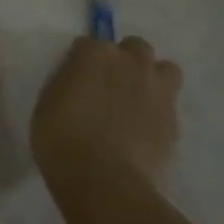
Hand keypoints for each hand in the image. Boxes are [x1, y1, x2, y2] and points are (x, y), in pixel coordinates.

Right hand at [31, 36, 181, 191]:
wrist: (103, 180)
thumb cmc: (60, 139)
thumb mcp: (48, 103)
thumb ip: (69, 83)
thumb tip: (79, 83)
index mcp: (93, 54)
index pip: (89, 44)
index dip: (82, 61)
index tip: (76, 79)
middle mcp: (130, 63)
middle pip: (134, 47)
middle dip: (124, 61)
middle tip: (109, 85)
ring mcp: (158, 90)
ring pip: (165, 69)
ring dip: (151, 78)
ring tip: (136, 101)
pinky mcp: (175, 119)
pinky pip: (169, 105)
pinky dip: (158, 111)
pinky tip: (143, 130)